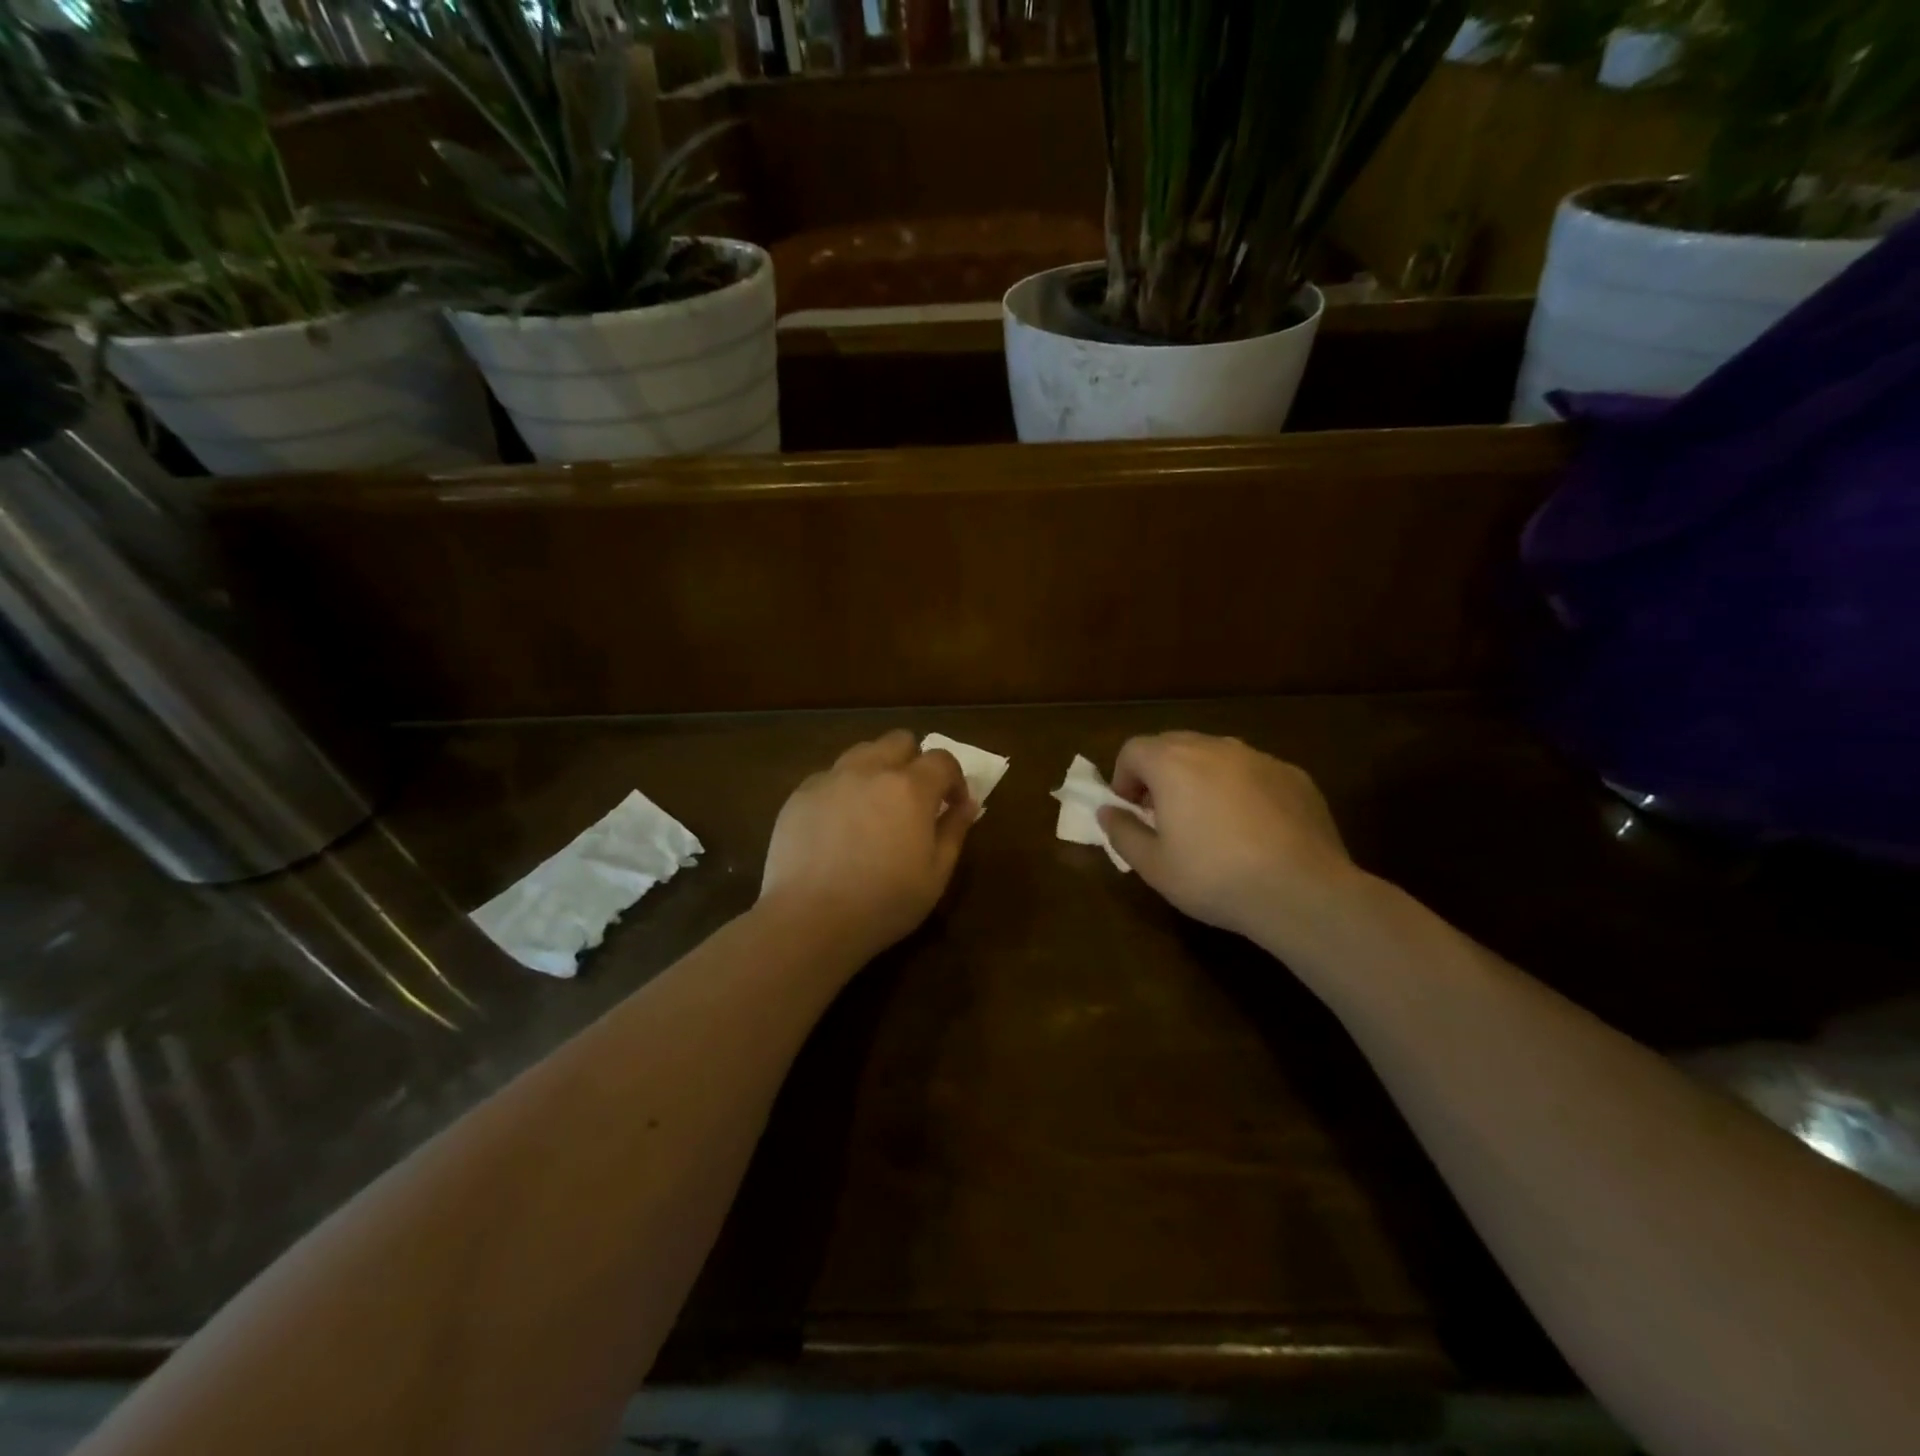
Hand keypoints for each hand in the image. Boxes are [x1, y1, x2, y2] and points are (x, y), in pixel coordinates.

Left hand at [760, 730, 975, 963]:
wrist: (809, 919)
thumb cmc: (884, 902)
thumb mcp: (936, 875)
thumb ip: (954, 832)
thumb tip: (967, 805)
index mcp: (910, 788)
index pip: (942, 759)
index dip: (954, 778)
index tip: (953, 805)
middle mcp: (870, 770)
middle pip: (899, 741)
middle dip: (914, 762)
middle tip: (914, 799)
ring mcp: (830, 778)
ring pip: (862, 753)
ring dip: (877, 769)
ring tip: (875, 807)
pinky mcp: (800, 794)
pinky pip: (830, 777)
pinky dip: (843, 790)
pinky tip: (838, 826)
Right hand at [1098, 732, 1363, 951]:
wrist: (1302, 892)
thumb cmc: (1214, 878)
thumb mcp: (1153, 866)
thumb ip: (1122, 832)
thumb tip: (1107, 811)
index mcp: (1173, 764)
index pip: (1133, 749)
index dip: (1123, 777)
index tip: (1131, 810)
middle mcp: (1215, 747)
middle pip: (1173, 744)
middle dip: (1160, 773)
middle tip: (1163, 814)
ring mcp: (1259, 758)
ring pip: (1216, 755)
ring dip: (1200, 777)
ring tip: (1208, 820)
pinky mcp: (1294, 775)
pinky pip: (1254, 772)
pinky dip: (1241, 789)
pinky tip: (1253, 829)